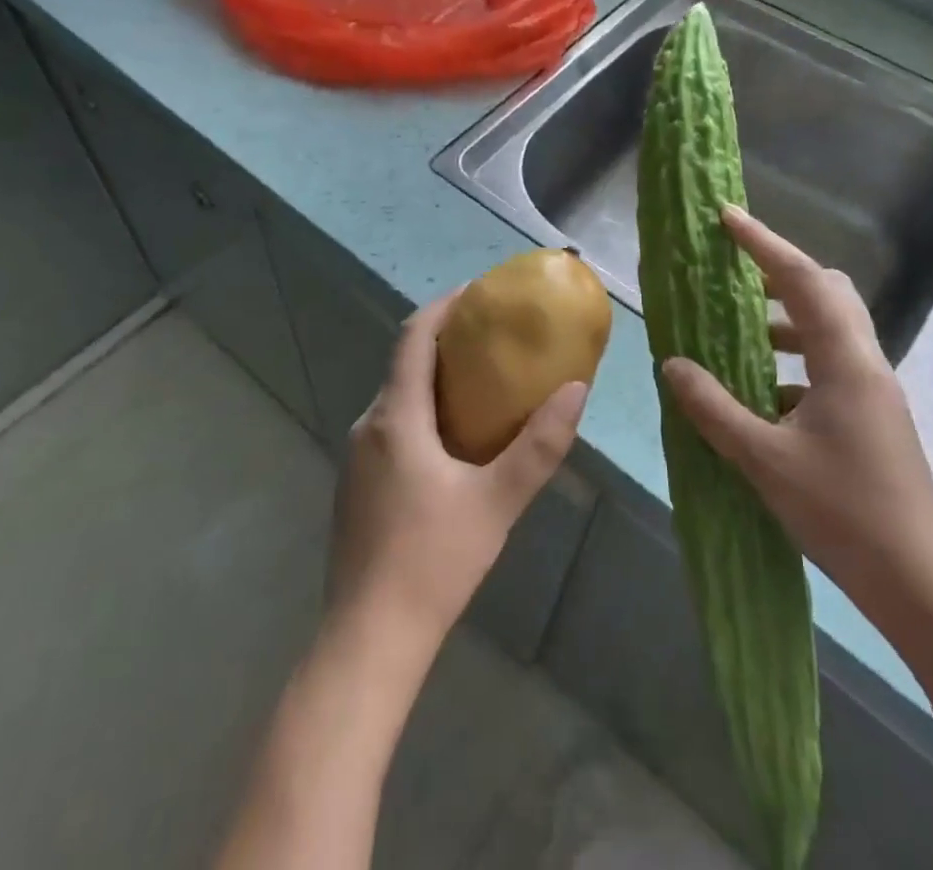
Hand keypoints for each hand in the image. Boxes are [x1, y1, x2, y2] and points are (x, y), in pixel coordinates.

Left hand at [328, 291, 588, 654]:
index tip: (478, 292)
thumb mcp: (497, 502)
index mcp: (396, 417)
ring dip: (435, 380)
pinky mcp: (356, 485)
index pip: (413, 337)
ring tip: (483, 385)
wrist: (368, 639)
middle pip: (405, 364)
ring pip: (398, 398)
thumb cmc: (433, 562)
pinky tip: (453, 442)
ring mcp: (356, 457)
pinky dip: (422, 412)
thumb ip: (540, 445)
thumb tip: (576, 389)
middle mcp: (368, 425)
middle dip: (446, 342)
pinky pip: (391, 427)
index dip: (443, 306)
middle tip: (494, 340)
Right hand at [661, 205, 932, 621]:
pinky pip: (829, 365)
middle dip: (779, 273)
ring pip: (829, 330)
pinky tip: (761, 394)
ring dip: (785, 320)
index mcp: (845, 362)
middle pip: (827, 293)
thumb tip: (672, 365)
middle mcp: (865, 364)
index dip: (764, 243)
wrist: (921, 585)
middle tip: (735, 270)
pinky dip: (793, 361)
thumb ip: (713, 408)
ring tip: (739, 333)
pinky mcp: (872, 417)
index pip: (803, 280)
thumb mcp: (764, 460)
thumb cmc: (844, 514)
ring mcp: (873, 391)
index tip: (727, 217)